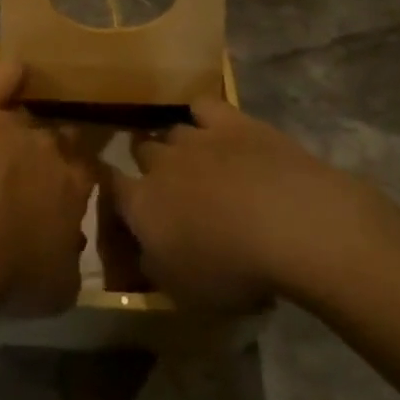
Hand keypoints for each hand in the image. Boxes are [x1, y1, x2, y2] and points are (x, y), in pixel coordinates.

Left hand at [0, 57, 96, 316]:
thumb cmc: (7, 272)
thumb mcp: (58, 287)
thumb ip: (71, 257)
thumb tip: (71, 239)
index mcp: (73, 185)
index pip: (85, 167)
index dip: (77, 172)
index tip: (68, 181)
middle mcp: (48, 145)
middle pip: (57, 134)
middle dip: (51, 146)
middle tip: (34, 164)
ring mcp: (10, 120)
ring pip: (26, 111)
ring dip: (23, 120)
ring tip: (11, 131)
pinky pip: (2, 77)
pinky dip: (11, 73)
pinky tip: (16, 71)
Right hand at [109, 98, 375, 311]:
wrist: (288, 223)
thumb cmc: (233, 271)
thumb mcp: (186, 293)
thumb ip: (156, 267)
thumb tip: (143, 252)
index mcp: (141, 205)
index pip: (111, 185)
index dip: (111, 186)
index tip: (117, 193)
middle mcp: (159, 163)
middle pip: (141, 150)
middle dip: (148, 163)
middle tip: (168, 184)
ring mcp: (194, 137)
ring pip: (172, 130)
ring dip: (178, 143)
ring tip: (196, 158)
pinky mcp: (229, 120)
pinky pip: (203, 106)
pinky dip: (203, 114)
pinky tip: (213, 126)